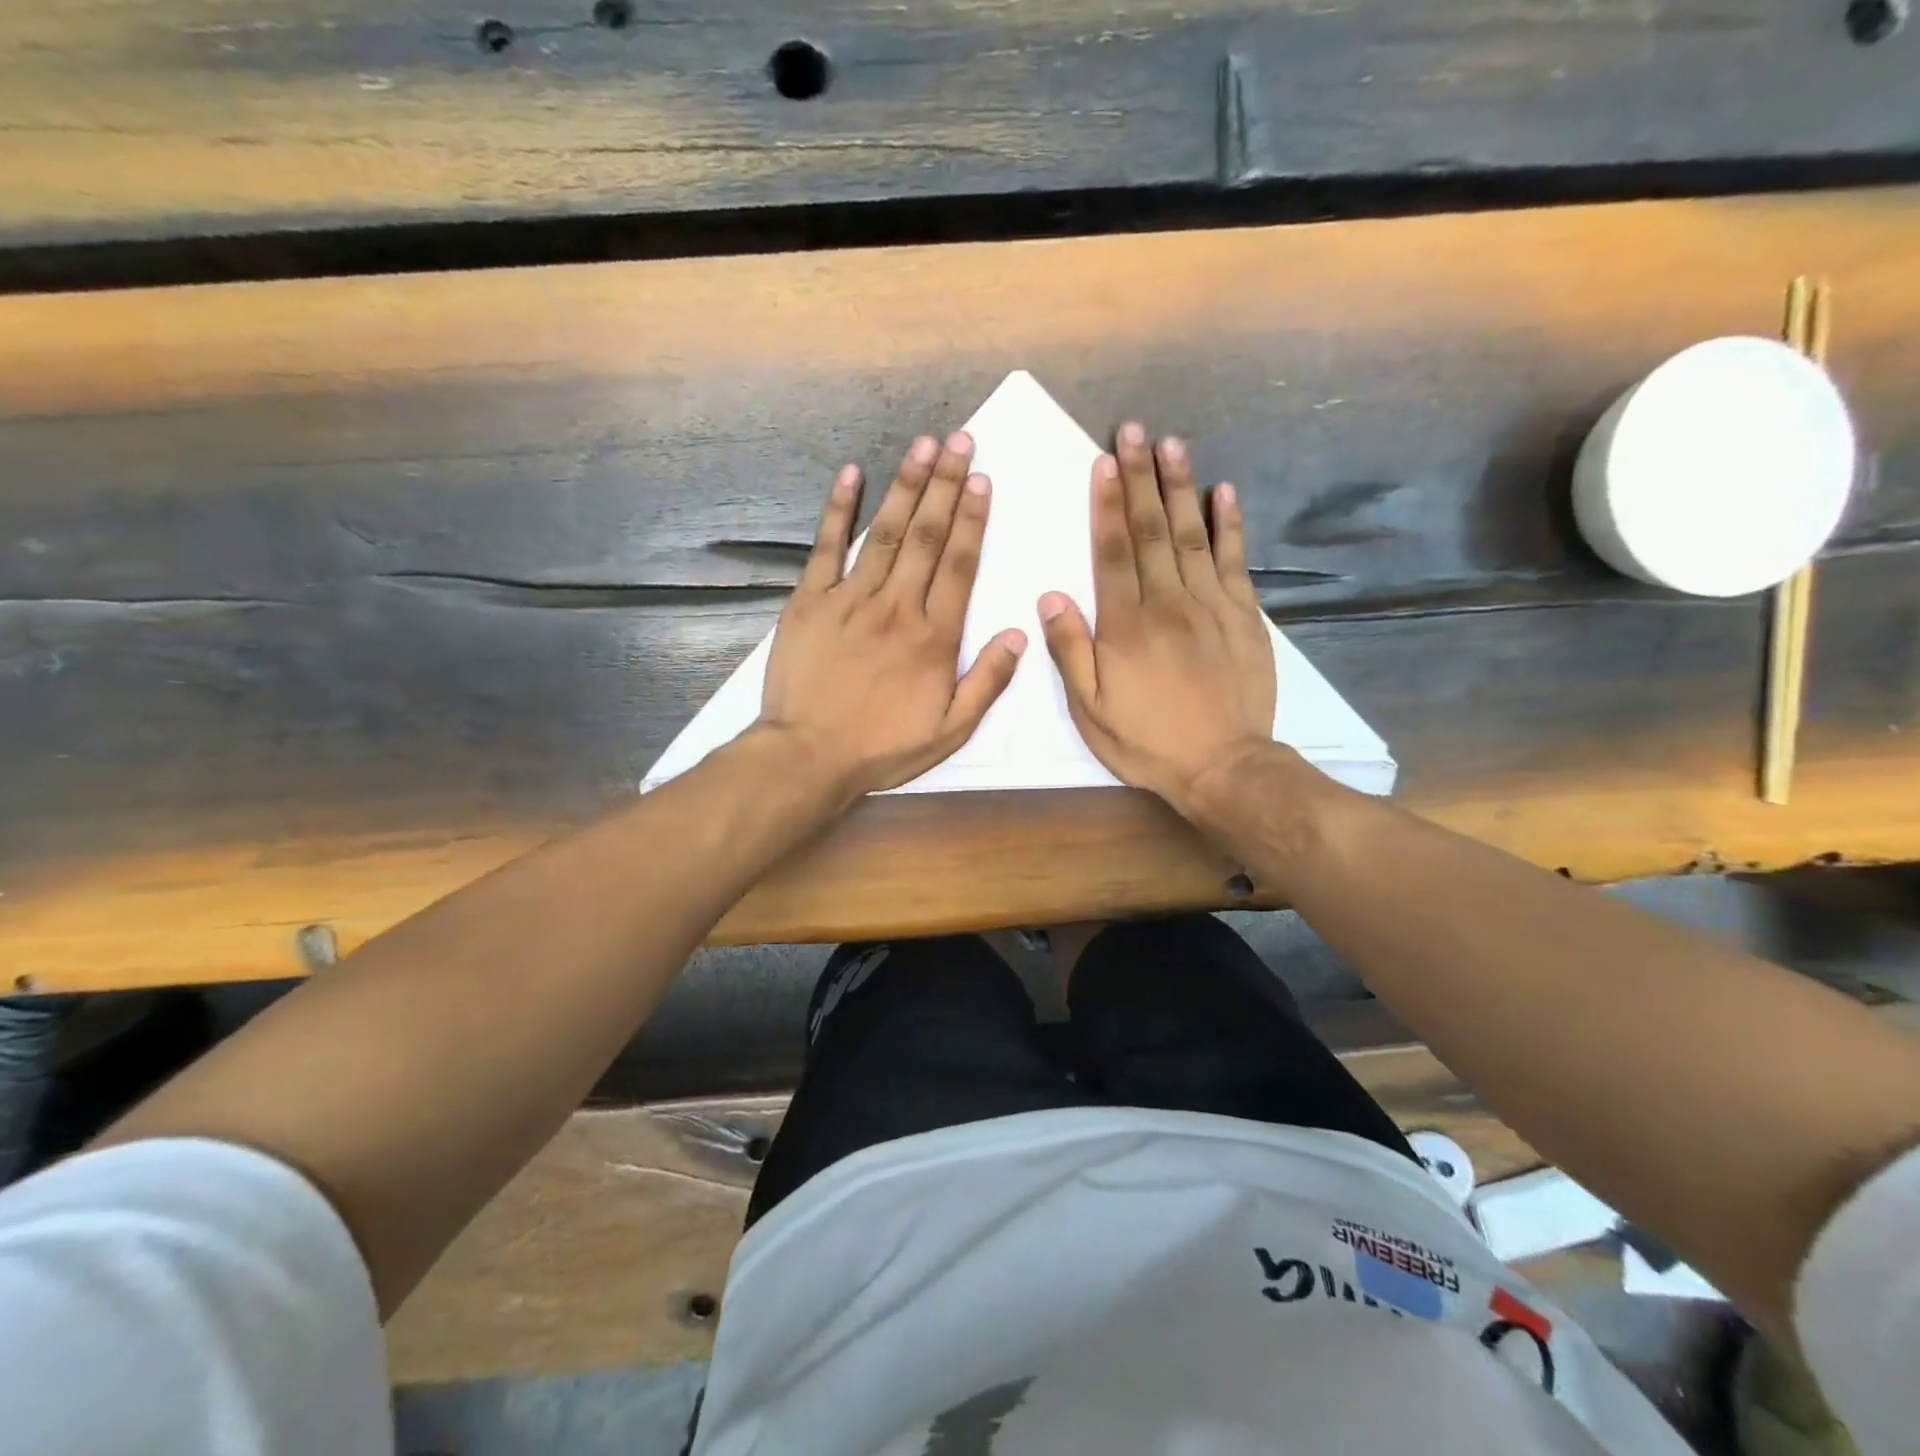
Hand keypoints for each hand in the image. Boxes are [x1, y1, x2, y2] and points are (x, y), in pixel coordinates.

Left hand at [759, 432, 1026, 802]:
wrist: (809, 755)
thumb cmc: (882, 747)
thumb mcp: (950, 730)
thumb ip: (987, 681)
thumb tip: (1018, 633)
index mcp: (933, 636)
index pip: (959, 565)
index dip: (972, 520)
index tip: (982, 479)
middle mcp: (896, 606)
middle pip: (927, 536)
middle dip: (945, 484)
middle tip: (960, 440)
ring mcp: (850, 599)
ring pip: (886, 532)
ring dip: (906, 486)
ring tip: (923, 445)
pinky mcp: (809, 601)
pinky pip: (827, 547)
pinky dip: (838, 509)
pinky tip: (851, 474)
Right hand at [1038, 423, 1275, 814]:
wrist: (1224, 766)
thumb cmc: (1147, 741)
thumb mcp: (1090, 709)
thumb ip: (1070, 651)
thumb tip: (1051, 596)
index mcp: (1125, 625)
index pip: (1112, 551)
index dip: (1106, 504)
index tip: (1103, 461)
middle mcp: (1168, 603)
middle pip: (1152, 530)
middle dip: (1140, 478)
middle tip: (1135, 431)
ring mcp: (1211, 605)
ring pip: (1193, 535)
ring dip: (1181, 487)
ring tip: (1173, 444)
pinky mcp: (1244, 617)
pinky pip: (1235, 561)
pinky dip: (1230, 525)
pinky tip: (1224, 492)